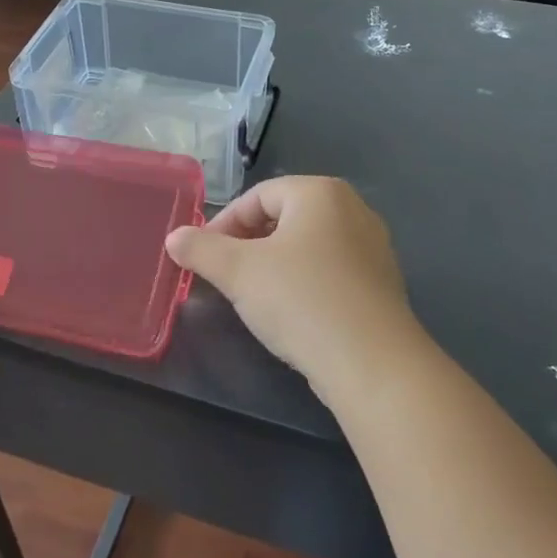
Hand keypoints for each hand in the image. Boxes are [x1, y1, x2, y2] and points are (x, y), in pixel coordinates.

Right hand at [164, 176, 421, 398]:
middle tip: (225, 275)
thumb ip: (201, 250)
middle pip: (284, 217)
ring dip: (274, 264)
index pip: (258, 196)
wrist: (373, 364)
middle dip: (248, 244)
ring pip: (308, 245)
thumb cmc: (301, 301)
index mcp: (320, 193)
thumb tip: (174, 237)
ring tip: (254, 295)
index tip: (203, 257)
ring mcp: (373, 247)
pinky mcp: (382, 283)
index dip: (223, 224)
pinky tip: (292, 312)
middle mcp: (353, 209)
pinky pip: (331, 270)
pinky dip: (304, 282)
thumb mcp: (239, 272)